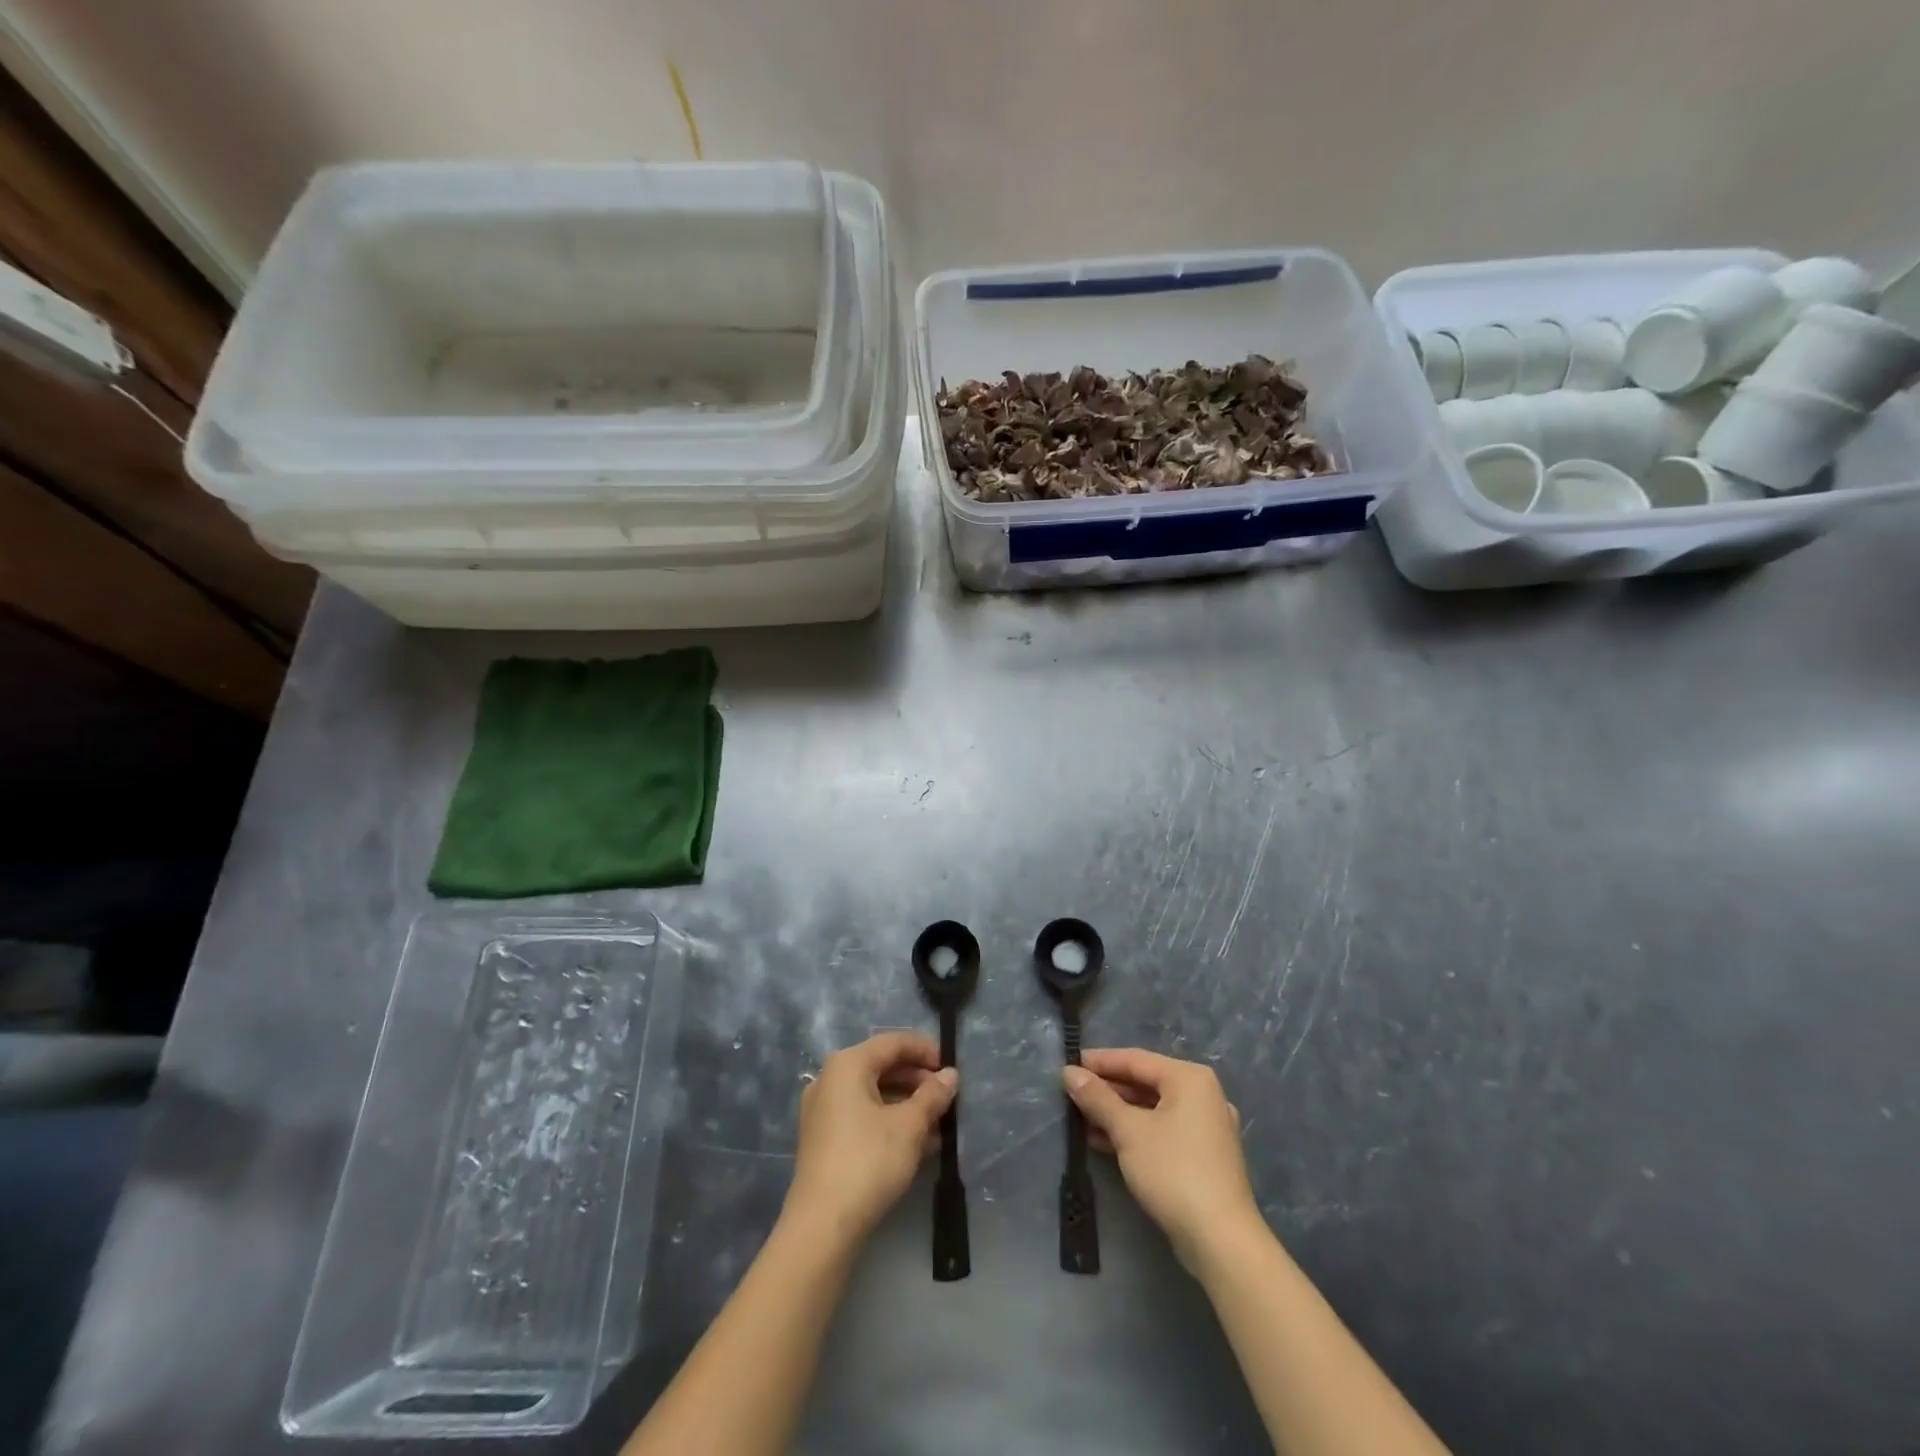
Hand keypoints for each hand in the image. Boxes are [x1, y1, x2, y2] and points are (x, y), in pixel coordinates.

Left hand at [783, 1032, 957, 1246]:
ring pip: (873, 1094)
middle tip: (947, 1098)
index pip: (893, 1043)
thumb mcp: (909, 1126)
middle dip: (917, 1081)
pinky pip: (862, 1116)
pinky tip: (916, 1144)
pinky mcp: (823, 1140)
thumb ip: (932, 1095)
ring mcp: (823, 1111)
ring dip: (906, 1105)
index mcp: (847, 1064)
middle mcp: (830, 1079)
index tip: (951, 1067)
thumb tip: (950, 1075)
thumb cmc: (869, 1161)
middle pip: (882, 1067)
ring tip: (938, 1125)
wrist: (822, 1226)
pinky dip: (889, 1122)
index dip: (925, 1050)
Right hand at [1064, 1048, 1260, 1269]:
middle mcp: (1203, 1095)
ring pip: (1153, 1109)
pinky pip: (1163, 1131)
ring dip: (1118, 1114)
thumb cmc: (1173, 1171)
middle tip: (1072, 1094)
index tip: (1068, 1065)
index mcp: (1189, 1078)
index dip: (1099, 1062)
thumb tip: (1069, 1072)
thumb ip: (1097, 1098)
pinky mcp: (1204, 1156)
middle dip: (1107, 1090)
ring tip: (1081, 1119)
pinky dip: (1135, 1133)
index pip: (1135, 1059)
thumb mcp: (1128, 1130)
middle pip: (1145, 1083)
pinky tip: (1105, 1143)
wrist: (1221, 1241)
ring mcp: (1207, 1127)